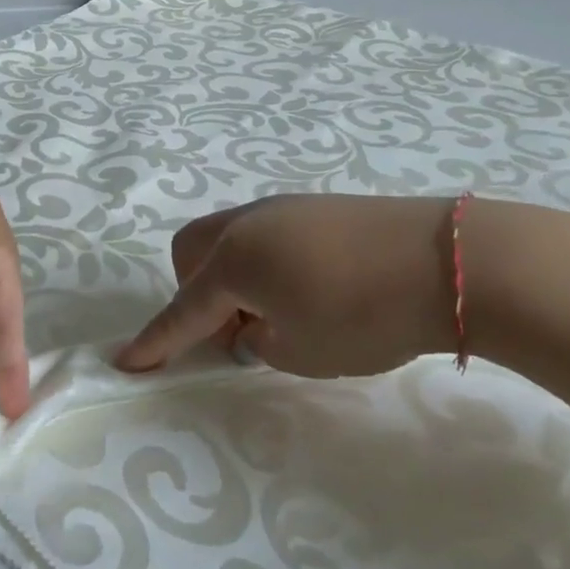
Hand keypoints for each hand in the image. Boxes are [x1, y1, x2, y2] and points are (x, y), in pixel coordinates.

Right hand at [116, 193, 458, 378]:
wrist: (445, 261)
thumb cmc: (363, 316)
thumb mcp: (300, 349)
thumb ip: (258, 339)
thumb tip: (250, 323)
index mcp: (234, 260)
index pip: (183, 310)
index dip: (154, 342)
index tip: (123, 363)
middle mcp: (248, 223)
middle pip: (192, 251)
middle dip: (193, 292)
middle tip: (230, 333)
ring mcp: (282, 206)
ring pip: (228, 237)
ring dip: (229, 276)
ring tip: (273, 313)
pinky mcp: (315, 204)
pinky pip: (263, 232)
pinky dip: (262, 262)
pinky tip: (306, 288)